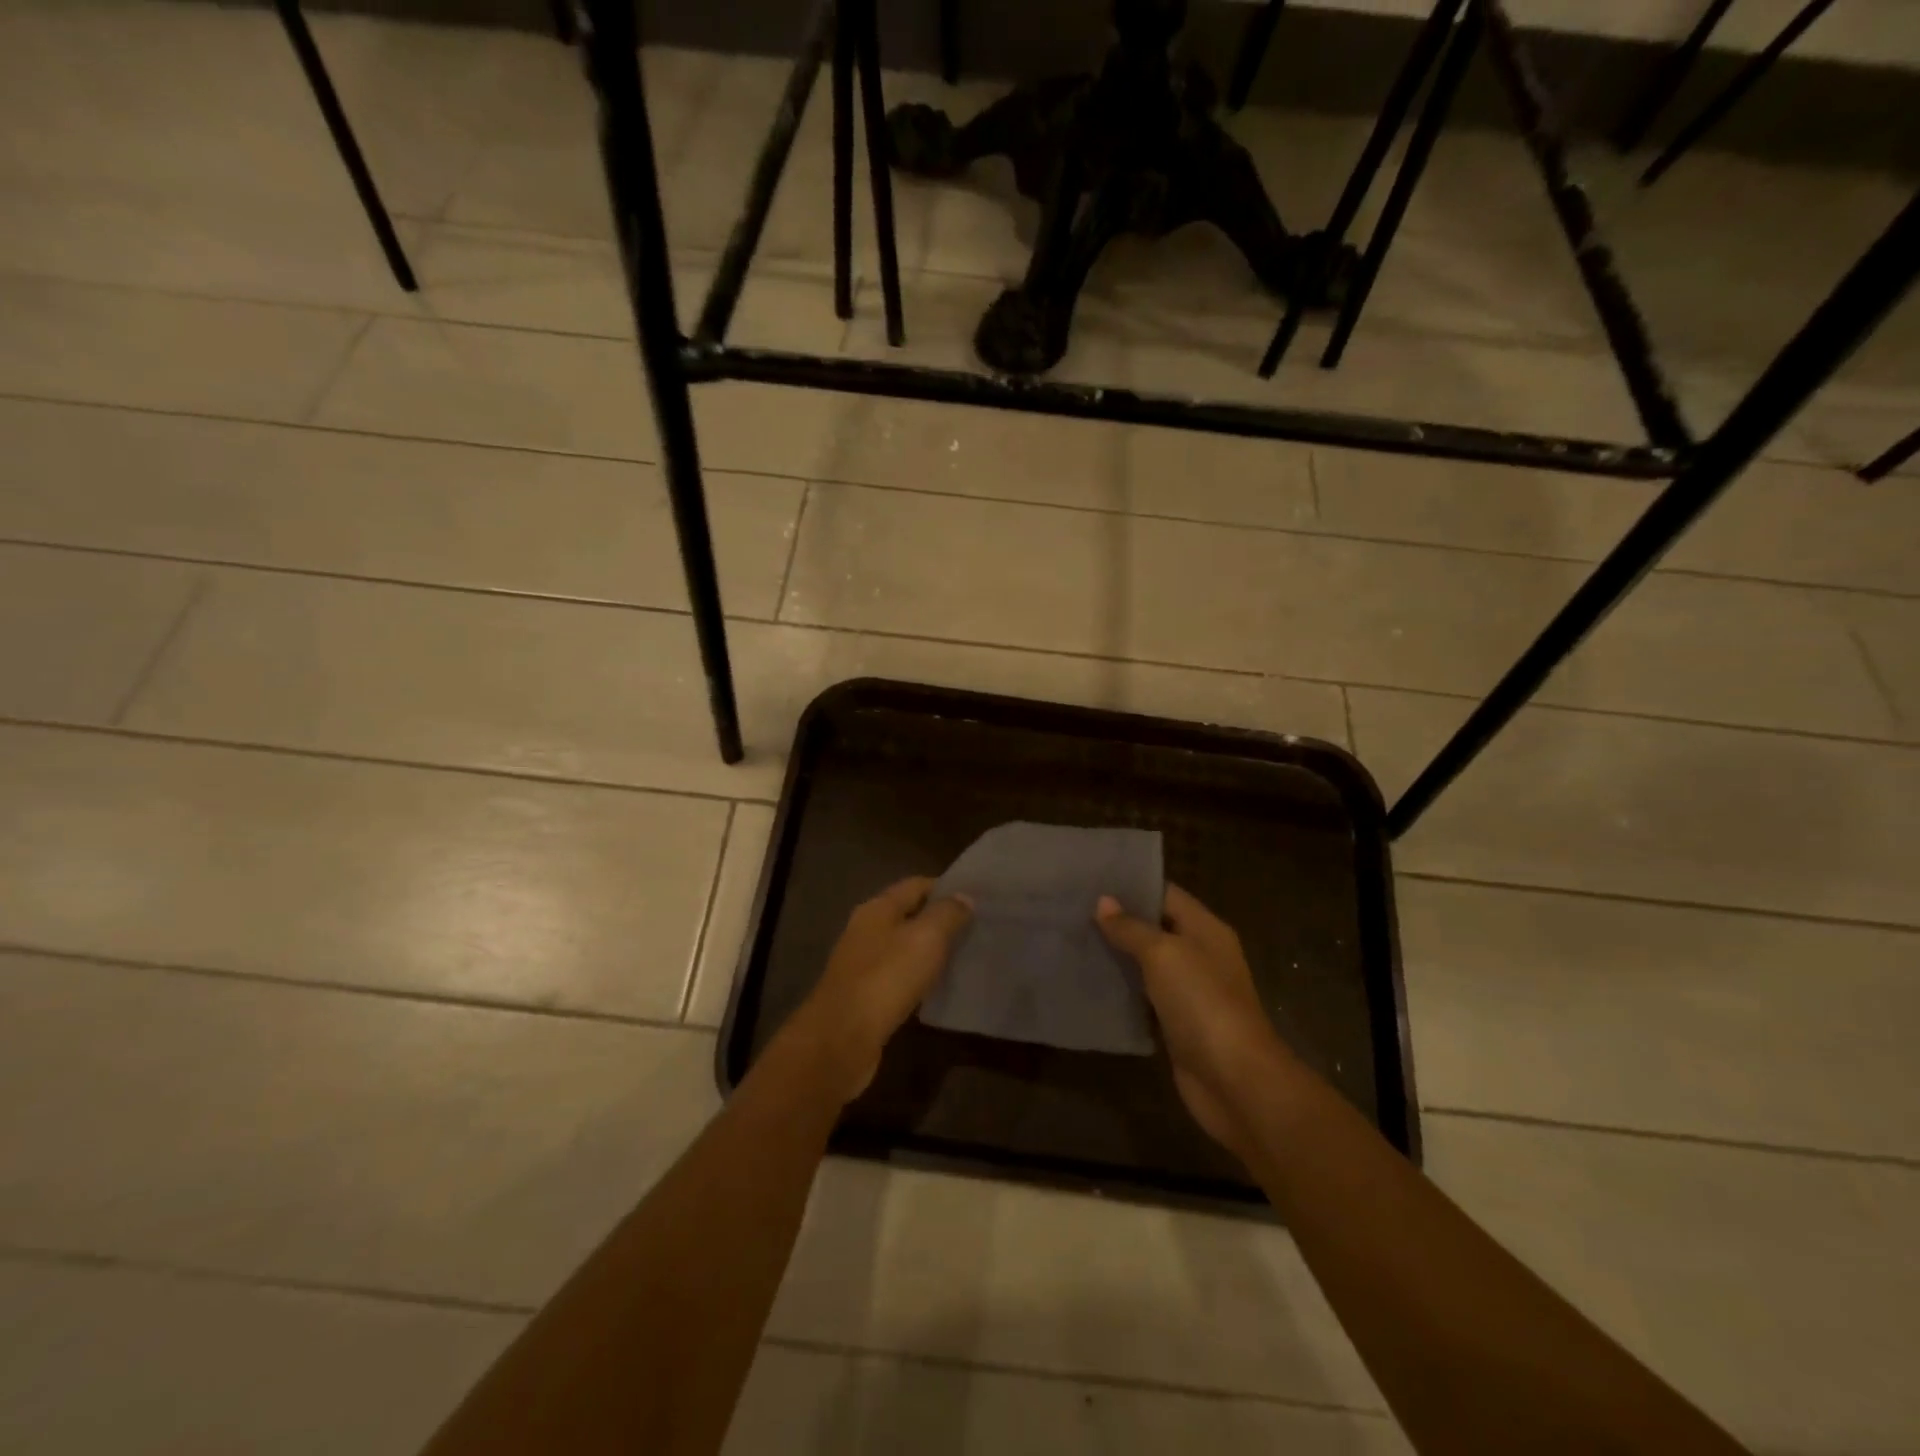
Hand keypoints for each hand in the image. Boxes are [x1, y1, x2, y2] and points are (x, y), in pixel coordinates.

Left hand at [787, 877, 972, 1102]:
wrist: (842, 1038)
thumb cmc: (887, 977)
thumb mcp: (926, 938)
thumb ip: (947, 914)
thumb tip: (964, 897)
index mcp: (877, 908)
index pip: (916, 885)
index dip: (945, 888)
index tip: (976, 898)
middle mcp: (866, 930)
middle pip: (908, 915)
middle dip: (940, 919)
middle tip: (976, 928)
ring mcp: (862, 964)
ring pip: (903, 947)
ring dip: (930, 950)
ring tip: (964, 956)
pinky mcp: (864, 996)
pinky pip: (898, 976)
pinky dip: (919, 977)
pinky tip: (938, 987)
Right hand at [1096, 885, 1291, 1155]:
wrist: (1234, 1080)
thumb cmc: (1202, 1003)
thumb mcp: (1164, 954)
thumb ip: (1132, 928)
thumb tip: (1103, 901)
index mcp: (1206, 929)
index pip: (1166, 894)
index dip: (1132, 885)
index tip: (1091, 880)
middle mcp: (1200, 955)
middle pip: (1155, 928)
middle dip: (1118, 920)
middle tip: (1073, 909)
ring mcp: (1189, 991)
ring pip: (1147, 964)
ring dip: (1116, 955)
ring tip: (1073, 940)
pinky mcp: (1176, 1024)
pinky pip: (1144, 997)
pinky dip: (1121, 990)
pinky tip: (1088, 982)